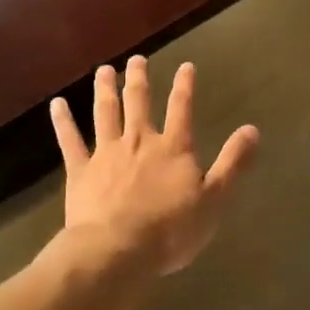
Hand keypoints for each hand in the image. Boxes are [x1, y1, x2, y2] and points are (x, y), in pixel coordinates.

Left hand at [51, 56, 259, 277]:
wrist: (117, 250)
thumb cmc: (170, 230)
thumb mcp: (213, 199)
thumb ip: (232, 163)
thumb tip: (252, 129)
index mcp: (173, 148)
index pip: (182, 109)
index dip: (185, 86)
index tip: (185, 66)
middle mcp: (139, 141)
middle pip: (138, 102)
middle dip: (139, 79)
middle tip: (137, 59)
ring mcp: (106, 153)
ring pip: (105, 113)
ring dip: (105, 89)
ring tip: (104, 70)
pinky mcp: (80, 171)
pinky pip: (70, 140)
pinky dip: (63, 121)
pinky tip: (57, 104)